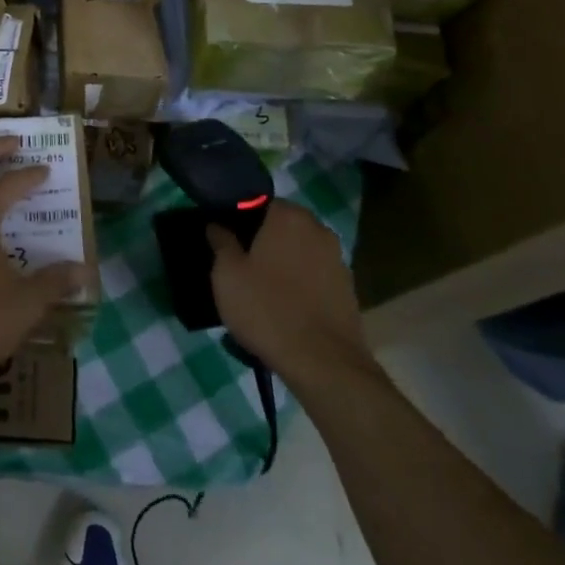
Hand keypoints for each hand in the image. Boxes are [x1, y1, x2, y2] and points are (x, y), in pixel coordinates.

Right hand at [207, 200, 376, 387]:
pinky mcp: (348, 288)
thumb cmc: (267, 309)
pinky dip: (302, 283)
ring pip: (301, 251)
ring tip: (263, 290)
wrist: (322, 362)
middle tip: (242, 266)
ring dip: (284, 262)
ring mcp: (338, 258)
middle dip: (264, 240)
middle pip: (283, 226)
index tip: (227, 241)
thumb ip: (221, 242)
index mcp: (288, 216)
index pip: (259, 202)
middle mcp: (318, 228)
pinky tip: (287, 306)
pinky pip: (316, 275)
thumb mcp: (227, 275)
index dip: (241, 220)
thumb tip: (217, 225)